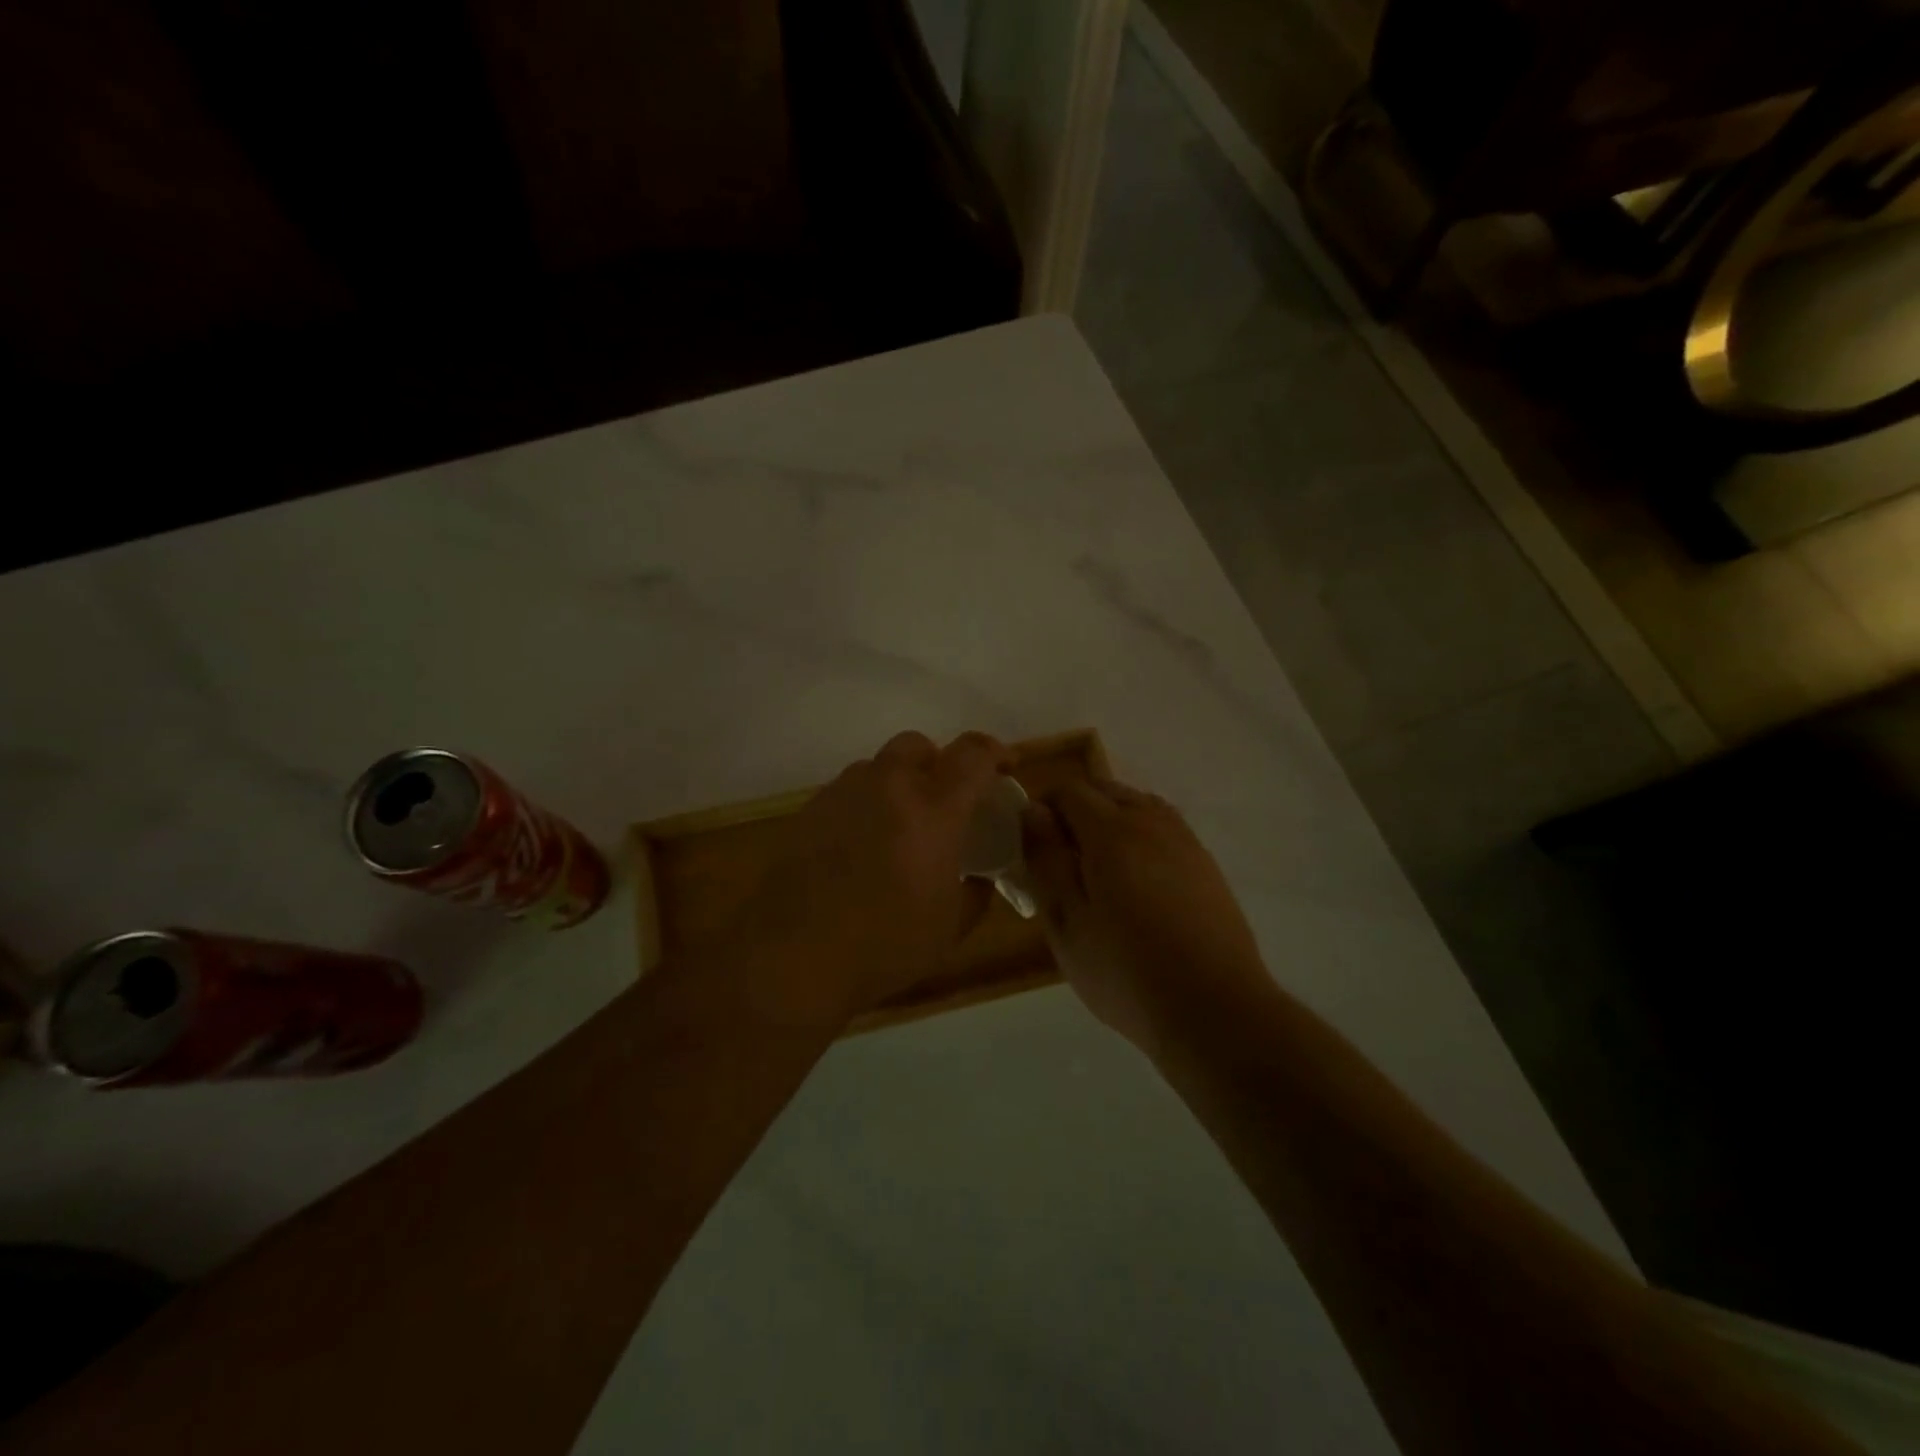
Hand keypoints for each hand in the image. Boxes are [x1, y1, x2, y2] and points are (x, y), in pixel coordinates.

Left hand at [725, 731, 1010, 1027]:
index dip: (995, 752)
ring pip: (877, 767)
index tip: (1006, 766)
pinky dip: (864, 807)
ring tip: (898, 828)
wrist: (793, 957)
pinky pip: (847, 793)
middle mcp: (888, 787)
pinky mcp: (809, 811)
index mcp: (933, 810)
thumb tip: (979, 879)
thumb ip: (976, 893)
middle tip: (943, 799)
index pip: (973, 755)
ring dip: (896, 785)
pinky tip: (859, 849)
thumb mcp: (950, 928)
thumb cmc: (885, 945)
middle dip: (936, 762)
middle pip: (917, 744)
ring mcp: (843, 795)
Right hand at [1023, 778, 1269, 1056]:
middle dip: (1076, 809)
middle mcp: (1151, 822)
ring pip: (1138, 804)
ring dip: (1110, 818)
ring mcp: (1184, 840)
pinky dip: (1140, 834)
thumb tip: (1033, 811)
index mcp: (1111, 832)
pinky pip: (1163, 827)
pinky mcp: (1205, 863)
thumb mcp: (1066, 923)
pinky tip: (1137, 880)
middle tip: (1061, 859)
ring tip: (1098, 868)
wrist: (1215, 1009)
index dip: (1043, 808)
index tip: (1032, 845)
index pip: (1069, 791)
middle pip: (1105, 789)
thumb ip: (1046, 860)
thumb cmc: (1126, 972)